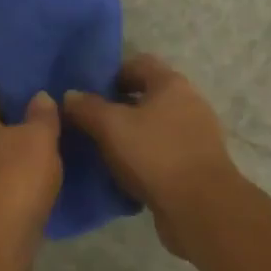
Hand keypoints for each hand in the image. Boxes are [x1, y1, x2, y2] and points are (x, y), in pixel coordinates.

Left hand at [0, 94, 62, 270]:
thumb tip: (39, 96)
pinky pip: (5, 196)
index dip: (9, 104)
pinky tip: (44, 196)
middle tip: (49, 135)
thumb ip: (42, 115)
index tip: (34, 106)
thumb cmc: (14, 177)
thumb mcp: (39, 137)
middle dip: (16, 137)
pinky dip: (21, 195)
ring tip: (52, 165)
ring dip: (19, 169)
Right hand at [63, 54, 239, 259]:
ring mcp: (196, 134)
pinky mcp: (196, 163)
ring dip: (130, 133)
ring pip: (154, 125)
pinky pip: (163, 151)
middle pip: (146, 94)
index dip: (110, 74)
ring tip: (102, 148)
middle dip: (117, 106)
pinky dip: (143, 157)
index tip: (87, 92)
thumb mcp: (111, 127)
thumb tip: (70, 95)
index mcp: (171, 84)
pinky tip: (123, 172)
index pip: (138, 63)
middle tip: (89, 121)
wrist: (201, 208)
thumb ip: (87, 107)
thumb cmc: (154, 155)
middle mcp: (188, 102)